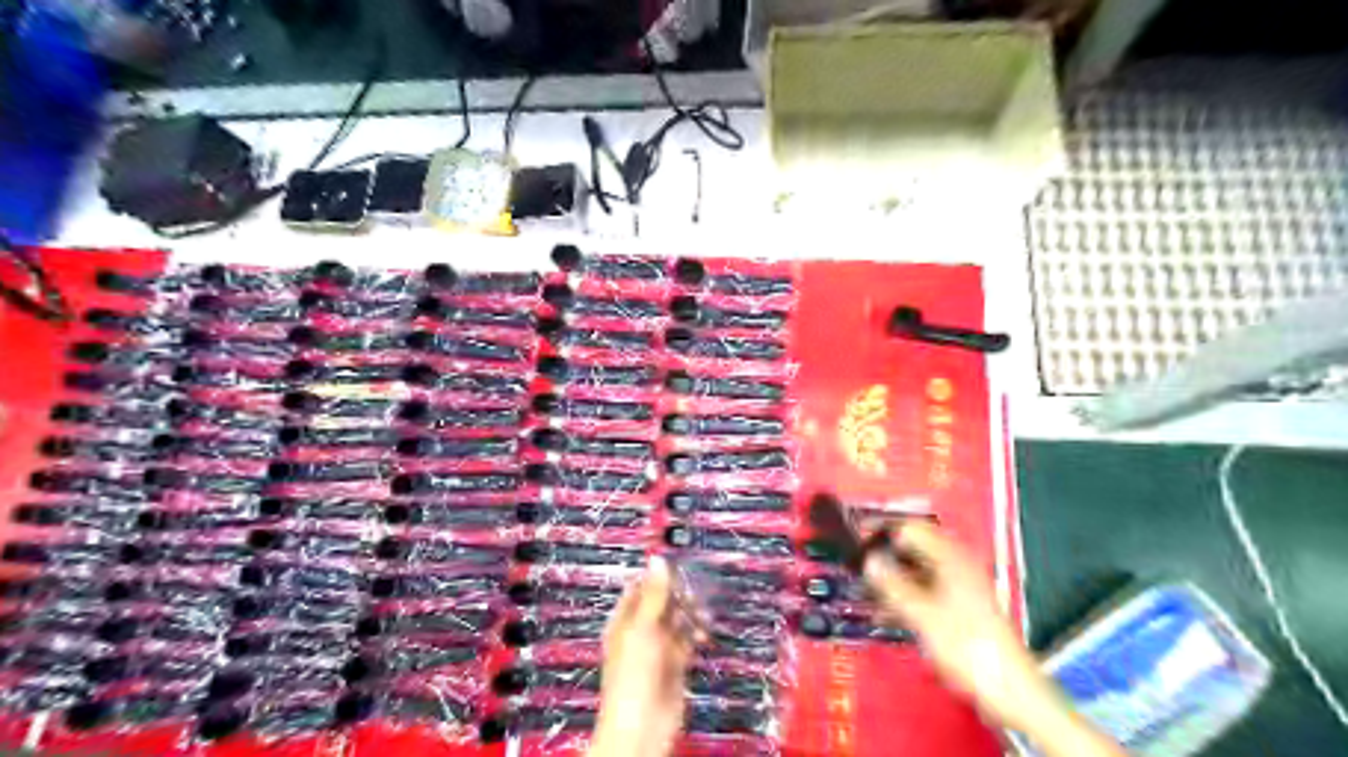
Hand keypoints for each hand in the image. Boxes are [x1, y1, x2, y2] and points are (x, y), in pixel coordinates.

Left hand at [587, 555, 694, 756]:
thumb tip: (657, 561)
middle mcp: (640, 633)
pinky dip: (697, 633)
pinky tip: (704, 630)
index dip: (657, 574)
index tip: (677, 562)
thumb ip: (654, 595)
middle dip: (678, 593)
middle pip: (662, 603)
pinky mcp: (675, 665)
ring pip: (677, 621)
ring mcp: (658, 649)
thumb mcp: (643, 628)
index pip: (640, 588)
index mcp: (624, 621)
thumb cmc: (632, 679)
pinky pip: (687, 641)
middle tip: (695, 585)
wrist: (643, 728)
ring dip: (690, 613)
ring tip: (702, 608)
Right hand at [868, 524, 1069, 736]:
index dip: (883, 533)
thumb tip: (868, 560)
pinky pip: (925, 591)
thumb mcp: (921, 614)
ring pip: (917, 571)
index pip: (910, 528)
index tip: (856, 546)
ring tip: (866, 594)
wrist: (1009, 689)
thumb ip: (892, 584)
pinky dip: (905, 597)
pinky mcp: (960, 607)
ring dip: (892, 580)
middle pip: (914, 548)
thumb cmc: (965, 645)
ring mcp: (960, 586)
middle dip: (886, 558)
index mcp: (950, 557)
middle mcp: (956, 564)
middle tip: (858, 570)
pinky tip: (885, 613)